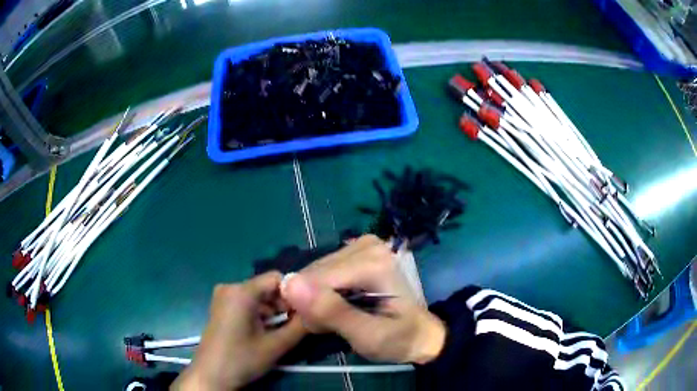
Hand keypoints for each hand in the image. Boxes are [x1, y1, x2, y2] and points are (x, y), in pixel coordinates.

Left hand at [172, 272, 304, 389]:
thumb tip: (316, 313)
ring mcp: (223, 295)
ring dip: (272, 311)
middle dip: (283, 305)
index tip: (303, 314)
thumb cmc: (241, 359)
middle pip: (267, 287)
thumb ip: (300, 326)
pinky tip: (262, 331)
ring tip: (277, 332)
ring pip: (258, 295)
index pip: (277, 278)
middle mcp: (230, 286)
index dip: (294, 294)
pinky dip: (260, 313)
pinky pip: (247, 302)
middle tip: (292, 326)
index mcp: (241, 291)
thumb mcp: (276, 345)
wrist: (211, 375)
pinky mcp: (221, 305)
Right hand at [281, 235, 445, 363]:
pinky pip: (322, 271)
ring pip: (314, 273)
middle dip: (313, 304)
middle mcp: (366, 245)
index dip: (310, 308)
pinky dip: (322, 292)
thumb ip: (331, 312)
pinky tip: (337, 305)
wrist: (420, 335)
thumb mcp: (367, 336)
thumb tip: (289, 284)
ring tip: (337, 318)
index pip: (314, 279)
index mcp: (372, 262)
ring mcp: (362, 245)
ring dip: (317, 299)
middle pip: (313, 273)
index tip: (322, 329)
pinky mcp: (356, 251)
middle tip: (331, 326)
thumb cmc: (398, 340)